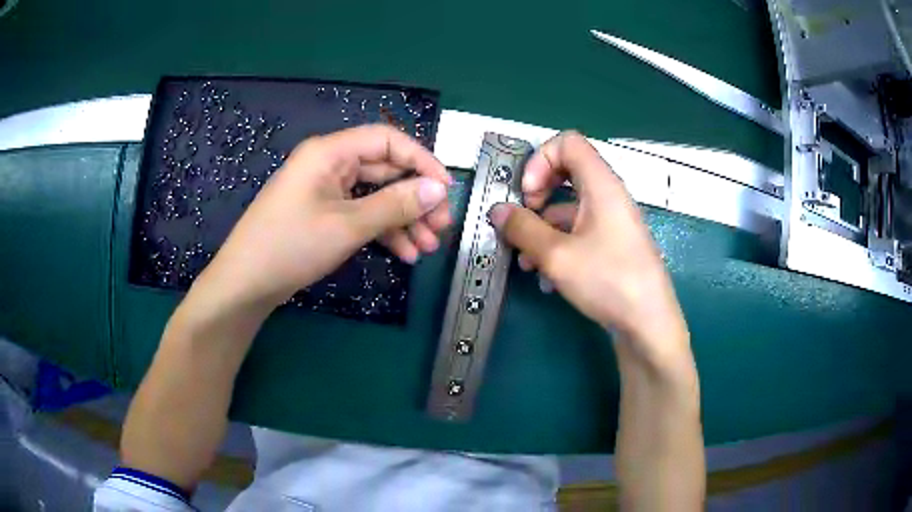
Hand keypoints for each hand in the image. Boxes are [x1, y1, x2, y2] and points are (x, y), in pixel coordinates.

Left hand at [192, 124, 452, 312]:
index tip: (446, 189)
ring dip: (404, 219)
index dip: (421, 161)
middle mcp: (330, 165)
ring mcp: (326, 191)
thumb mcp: (347, 226)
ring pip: (376, 196)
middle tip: (441, 226)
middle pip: (385, 170)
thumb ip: (396, 205)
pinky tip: (405, 253)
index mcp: (330, 152)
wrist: (246, 284)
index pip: (387, 140)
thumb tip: (439, 189)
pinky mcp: (324, 214)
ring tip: (427, 247)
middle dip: (415, 198)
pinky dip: (383, 231)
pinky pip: (362, 214)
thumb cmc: (290, 246)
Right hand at [489, 131, 688, 363]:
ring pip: (569, 209)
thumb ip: (522, 228)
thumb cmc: (607, 280)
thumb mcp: (556, 255)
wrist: (648, 324)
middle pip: (566, 173)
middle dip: (537, 194)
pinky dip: (559, 246)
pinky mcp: (612, 246)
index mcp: (601, 185)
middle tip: (523, 220)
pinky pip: (580, 233)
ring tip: (526, 263)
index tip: (527, 194)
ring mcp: (612, 223)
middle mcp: (609, 196)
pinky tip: (547, 279)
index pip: (568, 142)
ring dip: (542, 229)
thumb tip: (497, 210)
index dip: (540, 160)